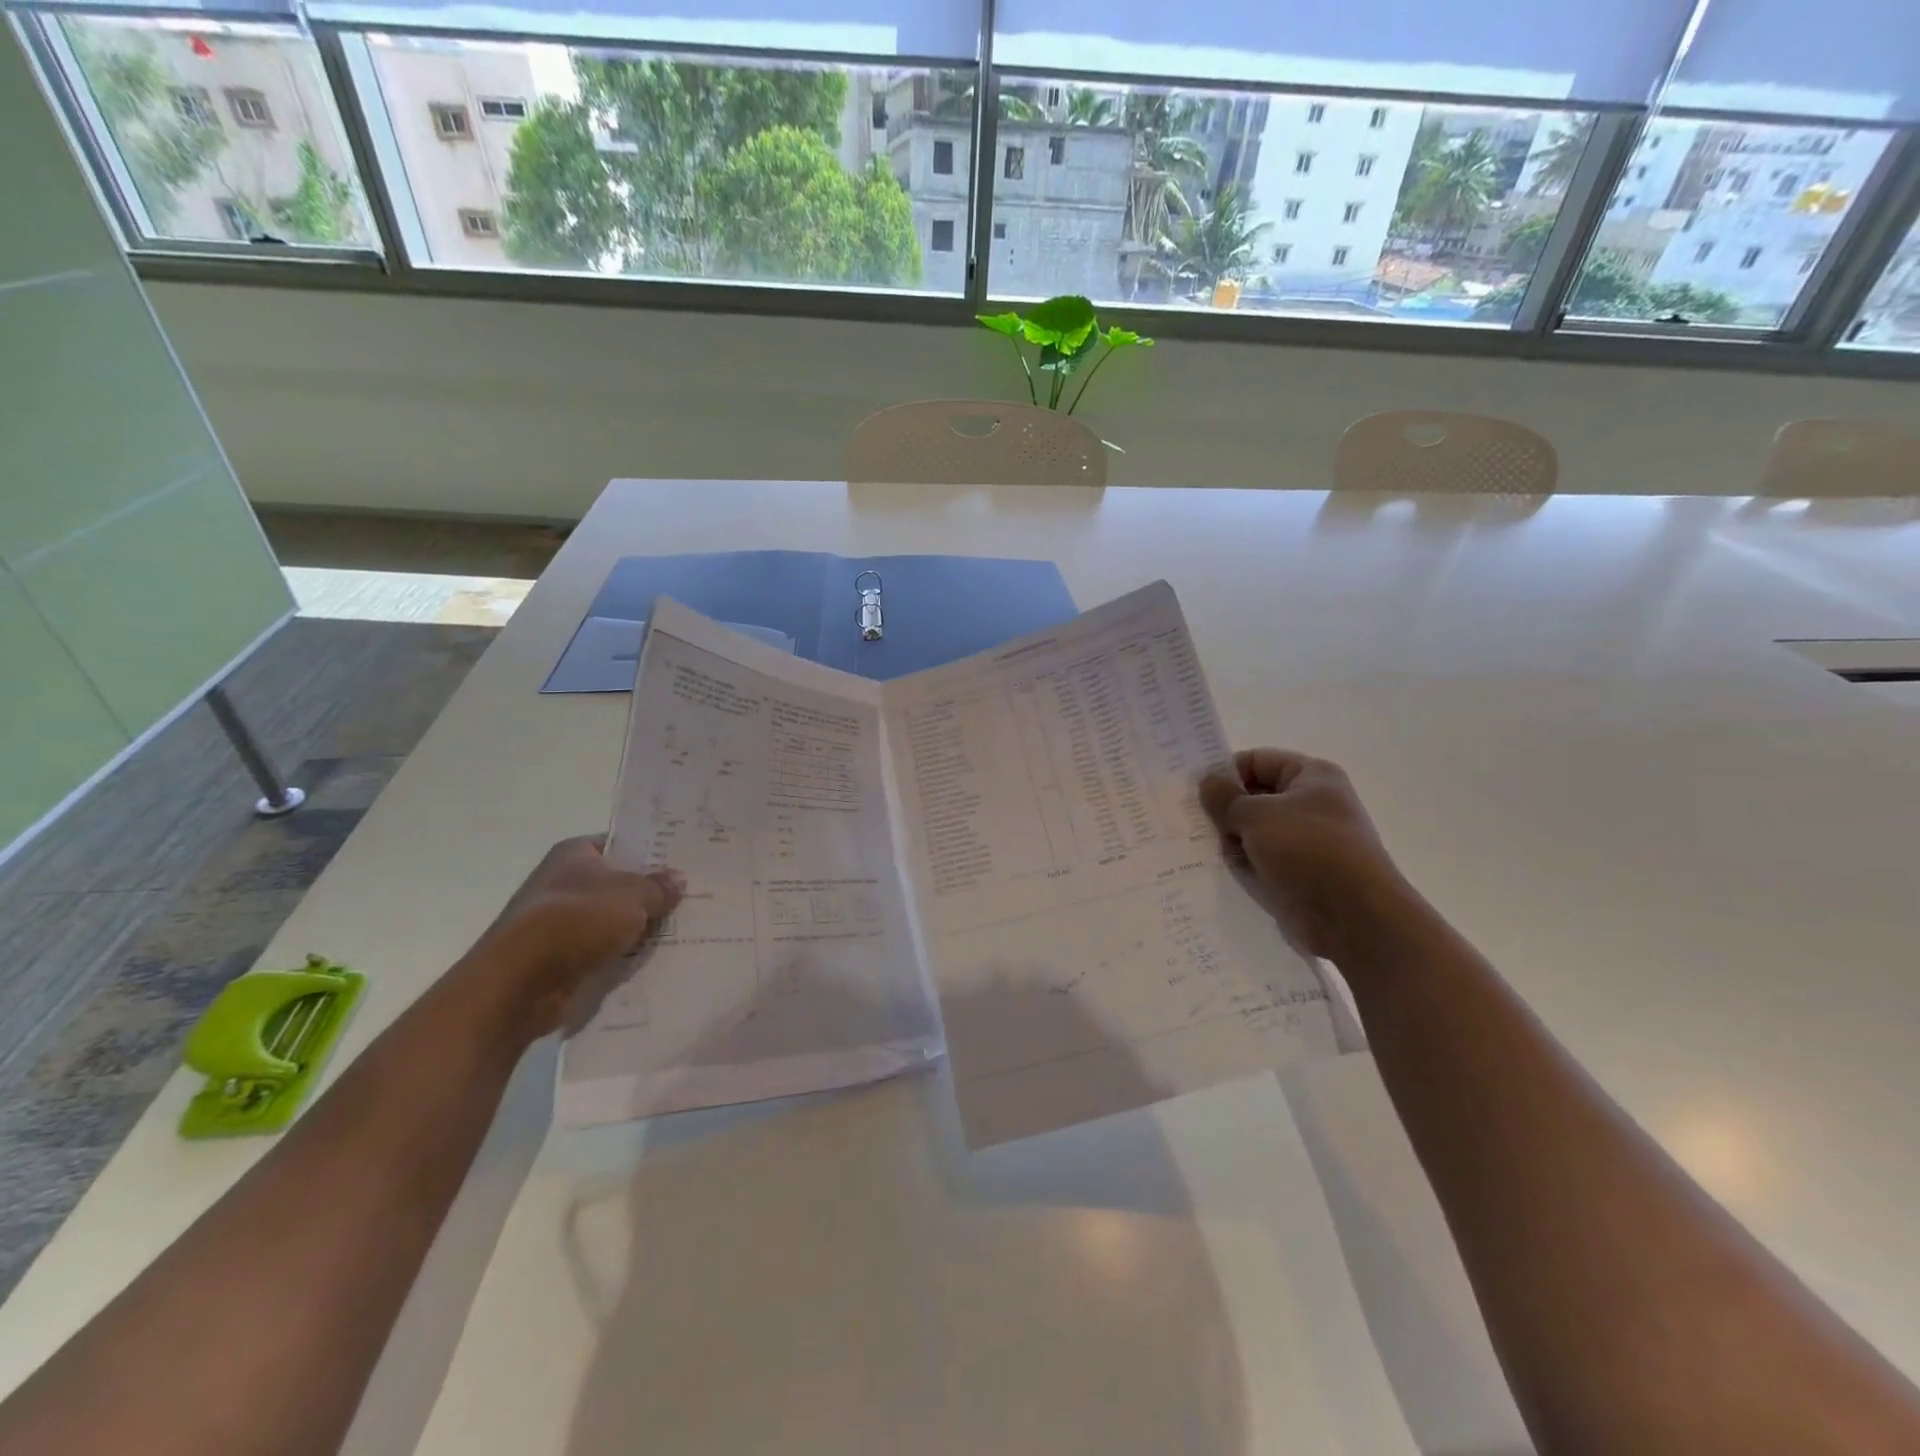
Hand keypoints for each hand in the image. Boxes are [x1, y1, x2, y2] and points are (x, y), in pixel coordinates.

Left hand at [469, 836, 684, 1036]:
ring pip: (614, 919)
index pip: (619, 843)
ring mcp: (561, 922)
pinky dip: (625, 955)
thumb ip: (659, 886)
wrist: (520, 983)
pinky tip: (658, 958)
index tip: (683, 861)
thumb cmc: (577, 920)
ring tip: (685, 928)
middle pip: (619, 883)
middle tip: (693, 896)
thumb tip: (678, 878)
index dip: (650, 851)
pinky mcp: (561, 957)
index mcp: (574, 854)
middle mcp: (564, 882)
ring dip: (640, 927)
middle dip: (651, 893)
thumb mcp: (632, 896)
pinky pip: (604, 950)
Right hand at [1199, 750, 1410, 963]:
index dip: (1225, 771)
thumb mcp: (1257, 815)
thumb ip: (1225, 797)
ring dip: (1231, 839)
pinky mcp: (1299, 872)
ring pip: (1254, 830)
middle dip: (1224, 808)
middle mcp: (1311, 804)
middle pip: (1254, 796)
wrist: (1354, 918)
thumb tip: (1207, 782)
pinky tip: (1218, 870)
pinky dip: (1243, 863)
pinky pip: (1261, 859)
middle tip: (1189, 820)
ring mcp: (1305, 840)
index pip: (1257, 761)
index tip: (1194, 791)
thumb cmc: (1308, 851)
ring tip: (1201, 847)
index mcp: (1311, 777)